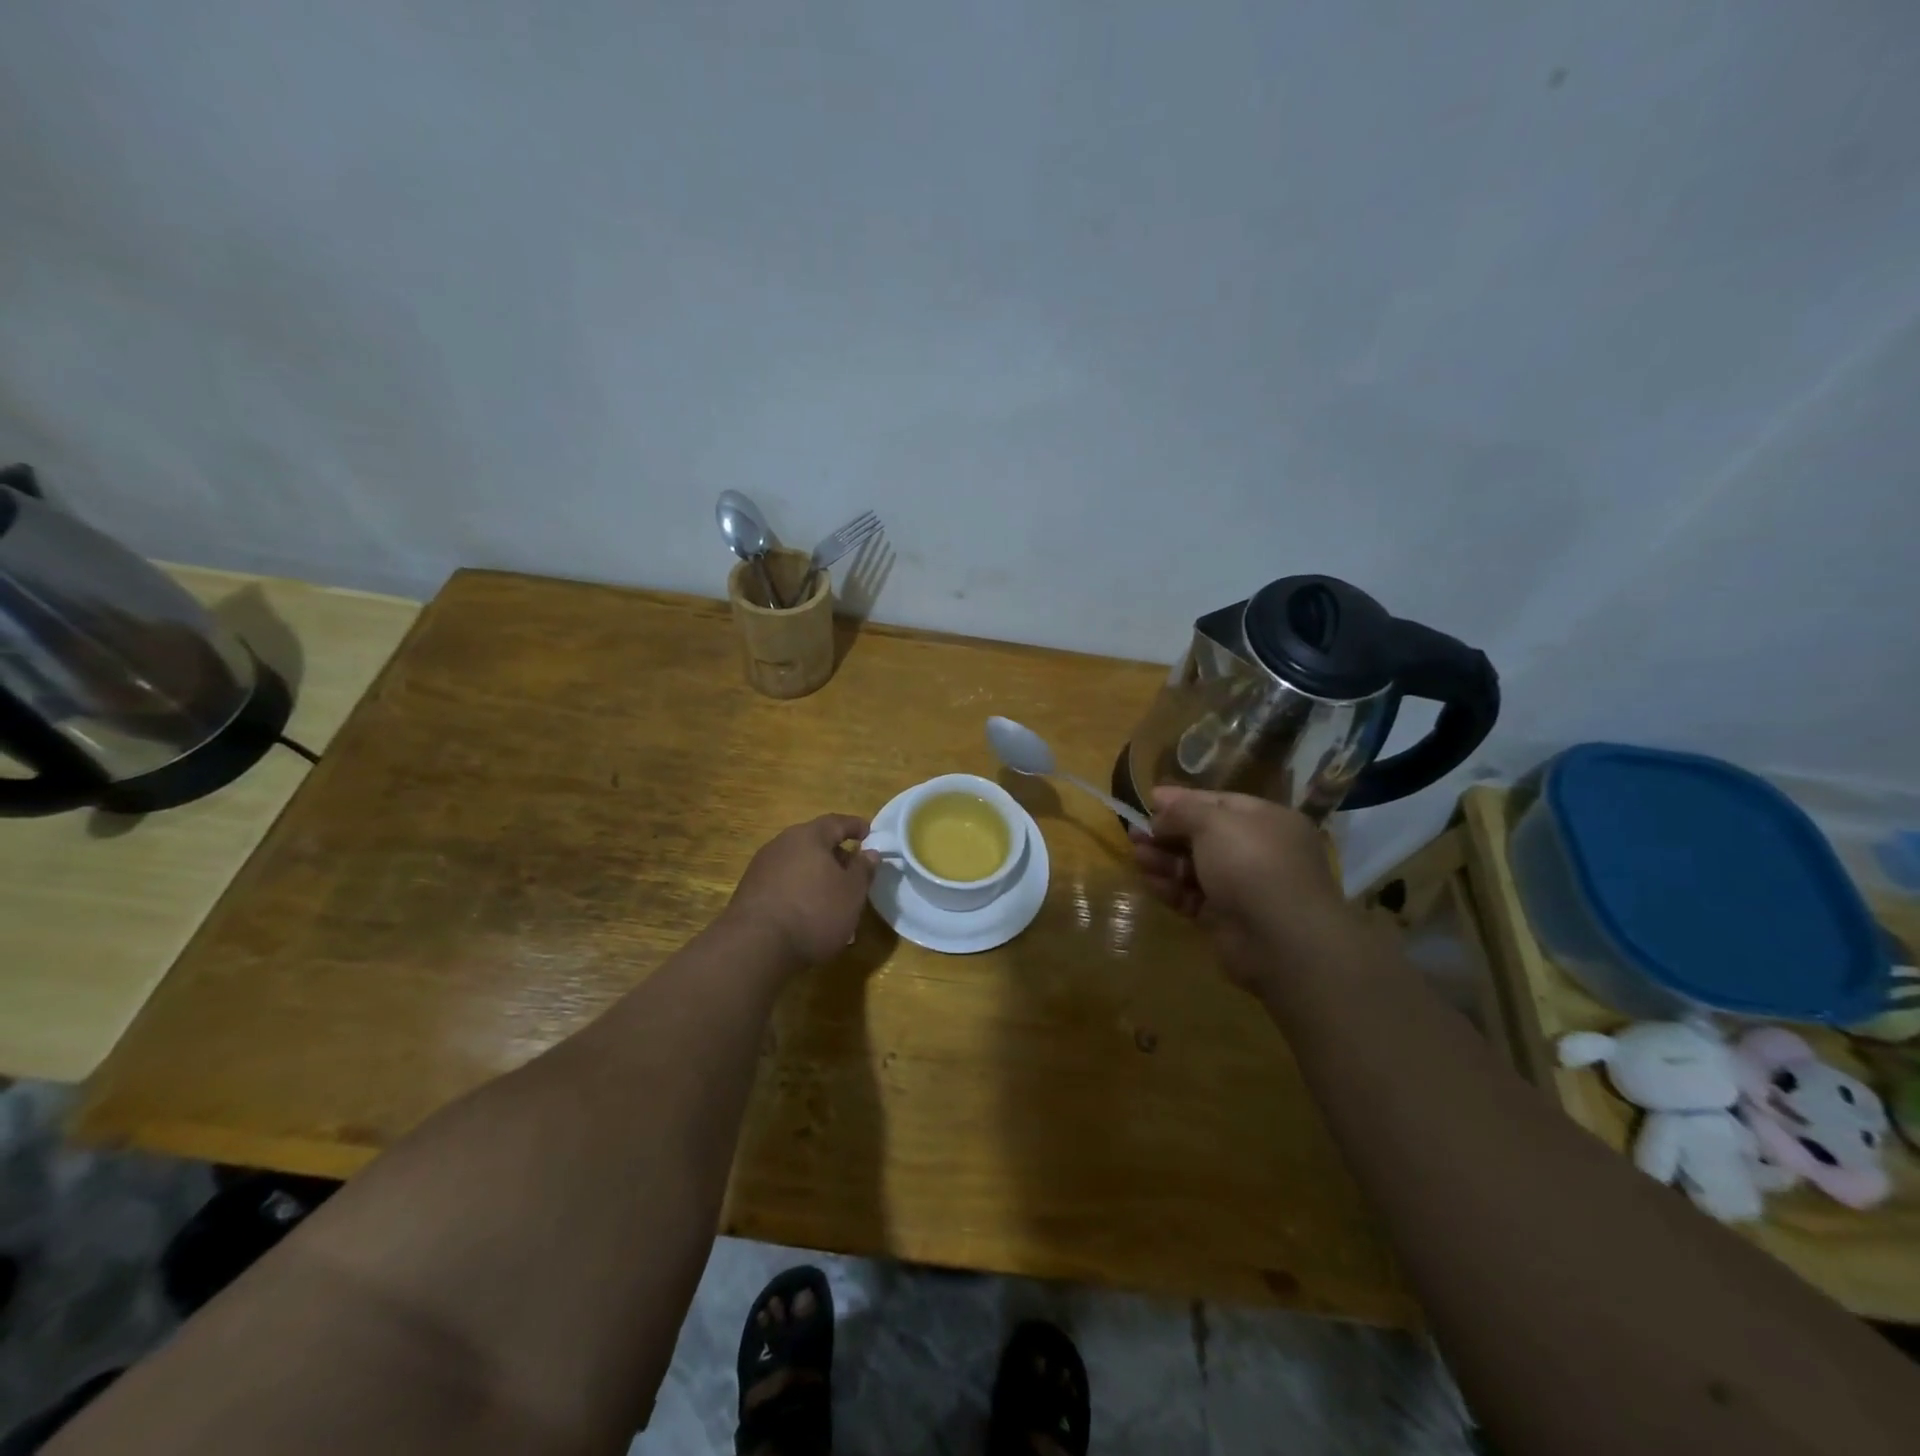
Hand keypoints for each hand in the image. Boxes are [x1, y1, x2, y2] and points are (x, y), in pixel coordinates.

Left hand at [725, 814, 879, 966]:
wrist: (754, 947)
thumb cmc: (814, 912)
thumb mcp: (851, 892)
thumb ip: (863, 869)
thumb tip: (869, 853)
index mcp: (808, 836)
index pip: (836, 822)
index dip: (855, 826)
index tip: (869, 833)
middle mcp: (781, 844)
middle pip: (814, 843)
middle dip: (835, 855)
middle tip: (853, 871)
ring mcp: (761, 868)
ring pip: (798, 865)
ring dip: (817, 877)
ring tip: (833, 899)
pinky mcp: (749, 892)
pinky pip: (783, 884)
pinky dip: (800, 892)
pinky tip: (808, 915)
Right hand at [1129, 787, 1350, 992]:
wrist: (1281, 939)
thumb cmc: (1251, 864)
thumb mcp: (1214, 823)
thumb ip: (1183, 810)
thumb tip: (1160, 802)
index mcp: (1267, 821)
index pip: (1219, 803)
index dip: (1183, 801)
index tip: (1149, 801)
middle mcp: (1258, 851)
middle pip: (1204, 836)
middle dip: (1167, 833)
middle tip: (1133, 832)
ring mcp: (1243, 887)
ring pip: (1196, 867)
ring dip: (1164, 860)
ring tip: (1136, 856)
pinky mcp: (1227, 919)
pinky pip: (1193, 897)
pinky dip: (1171, 888)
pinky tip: (1148, 881)